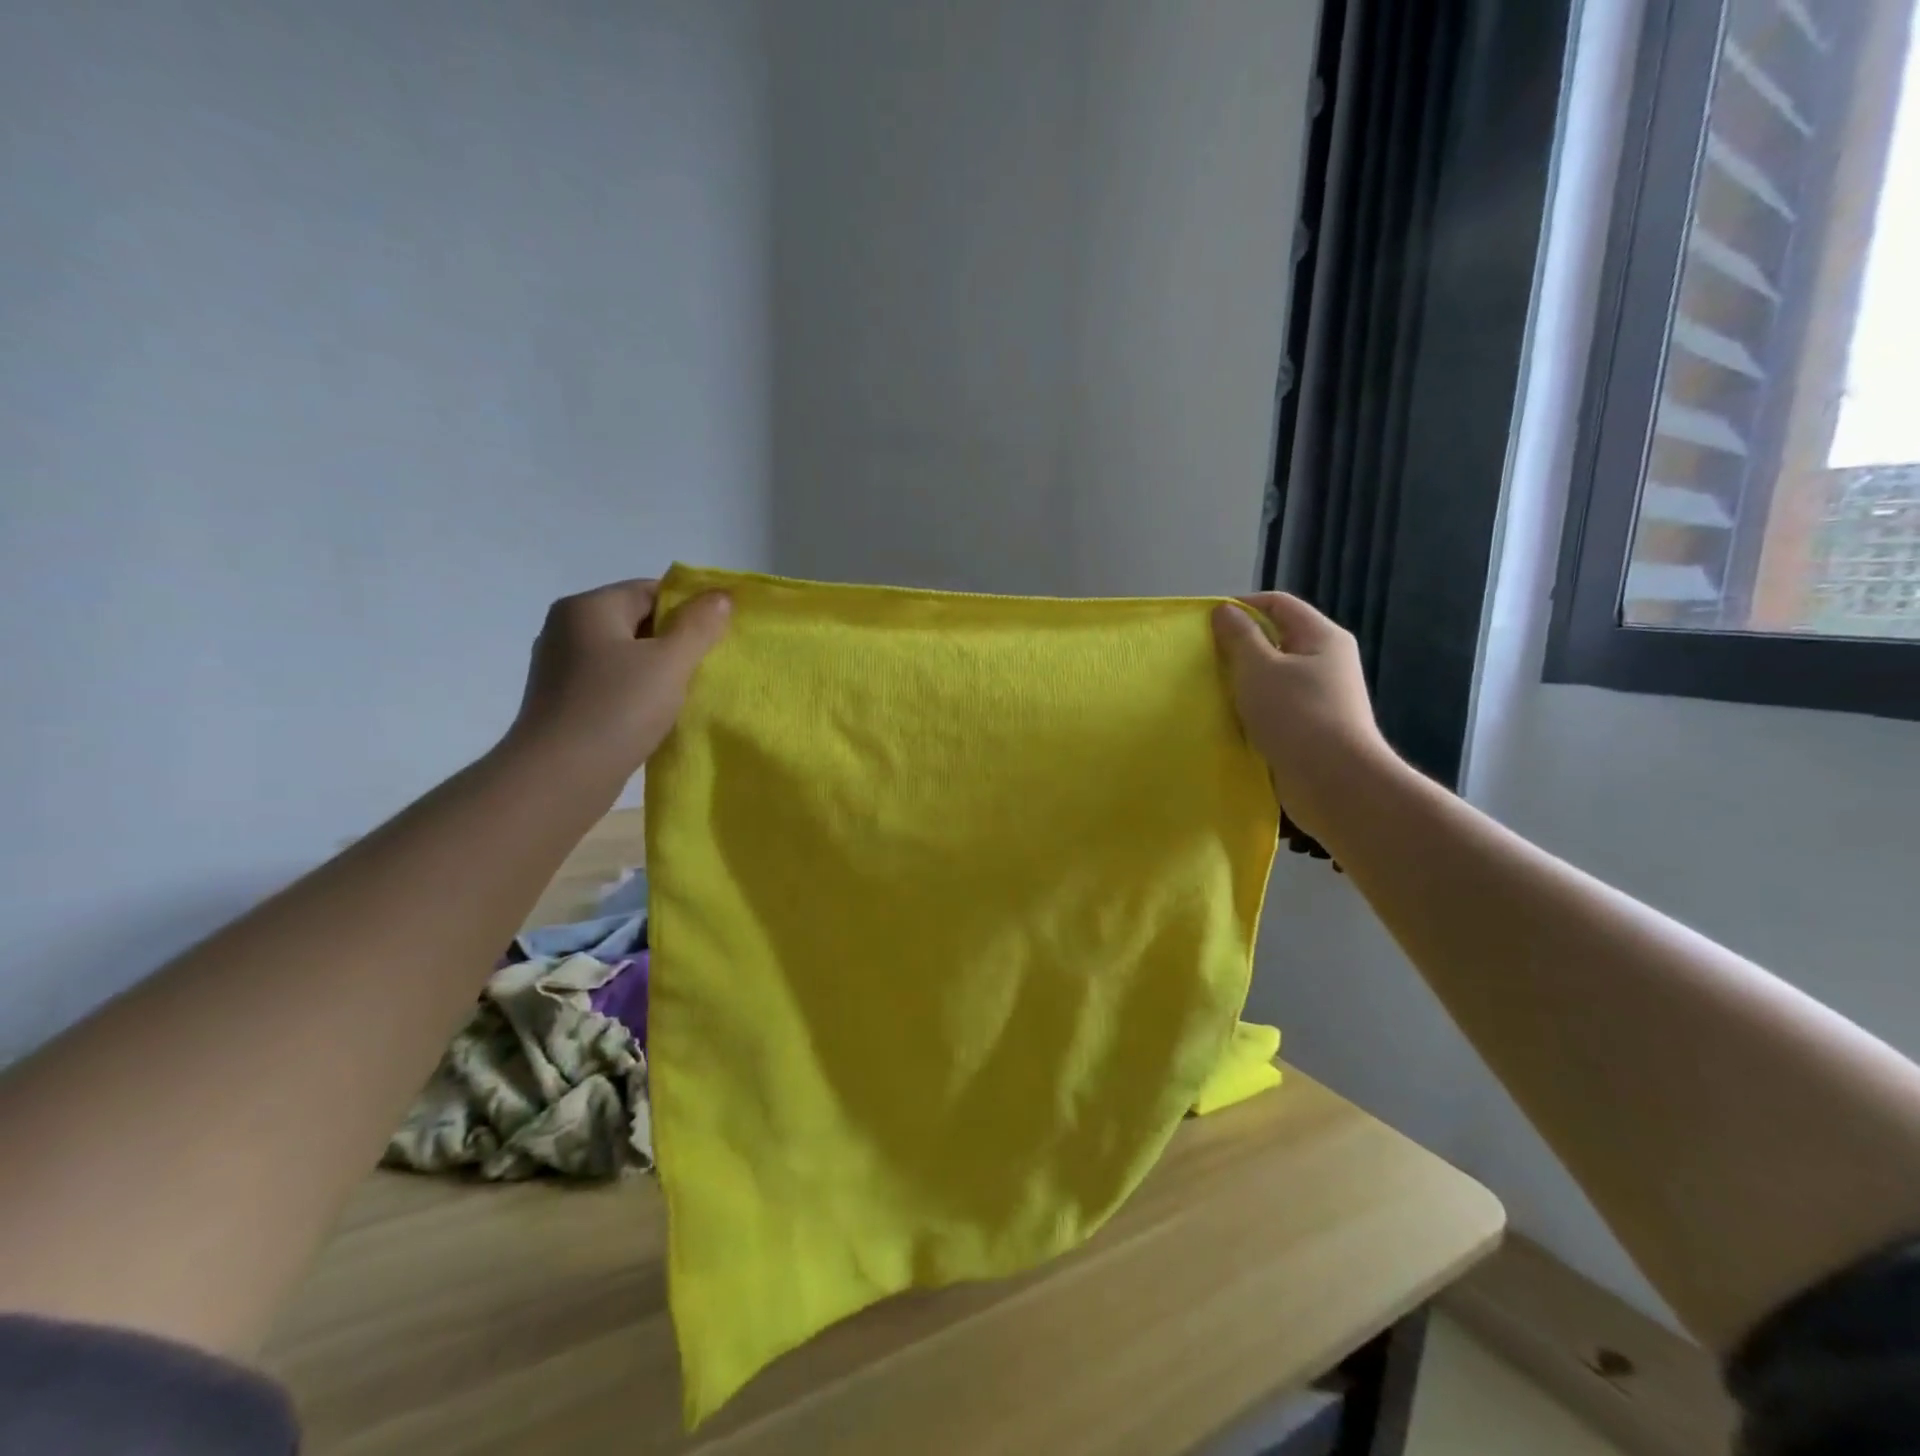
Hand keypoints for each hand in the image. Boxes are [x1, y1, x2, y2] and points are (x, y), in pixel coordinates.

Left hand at [508, 578, 730, 773]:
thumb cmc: (617, 709)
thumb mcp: (670, 663)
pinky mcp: (563, 701)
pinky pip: (611, 683)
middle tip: (708, 666)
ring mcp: (561, 667)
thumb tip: (720, 595)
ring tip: (687, 693)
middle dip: (675, 641)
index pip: (650, 590)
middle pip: (637, 621)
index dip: (689, 609)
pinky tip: (656, 714)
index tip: (717, 637)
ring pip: (626, 655)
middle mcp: (567, 628)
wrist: (559, 777)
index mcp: (588, 607)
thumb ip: (699, 626)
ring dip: (658, 670)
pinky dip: (637, 692)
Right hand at [1211, 592, 1397, 838]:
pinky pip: (1276, 706)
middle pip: (1277, 639)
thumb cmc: (1296, 715)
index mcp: (1321, 637)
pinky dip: (1253, 708)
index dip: (1242, 606)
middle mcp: (1326, 661)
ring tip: (1212, 689)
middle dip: (1239, 645)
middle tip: (1204, 658)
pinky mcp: (1311, 727)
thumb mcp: (1259, 668)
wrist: (1334, 782)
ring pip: (1274, 676)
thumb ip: (1239, 636)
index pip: (1278, 604)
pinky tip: (1231, 719)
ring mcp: (1321, 697)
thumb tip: (1225, 611)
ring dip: (1244, 680)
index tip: (1206, 623)